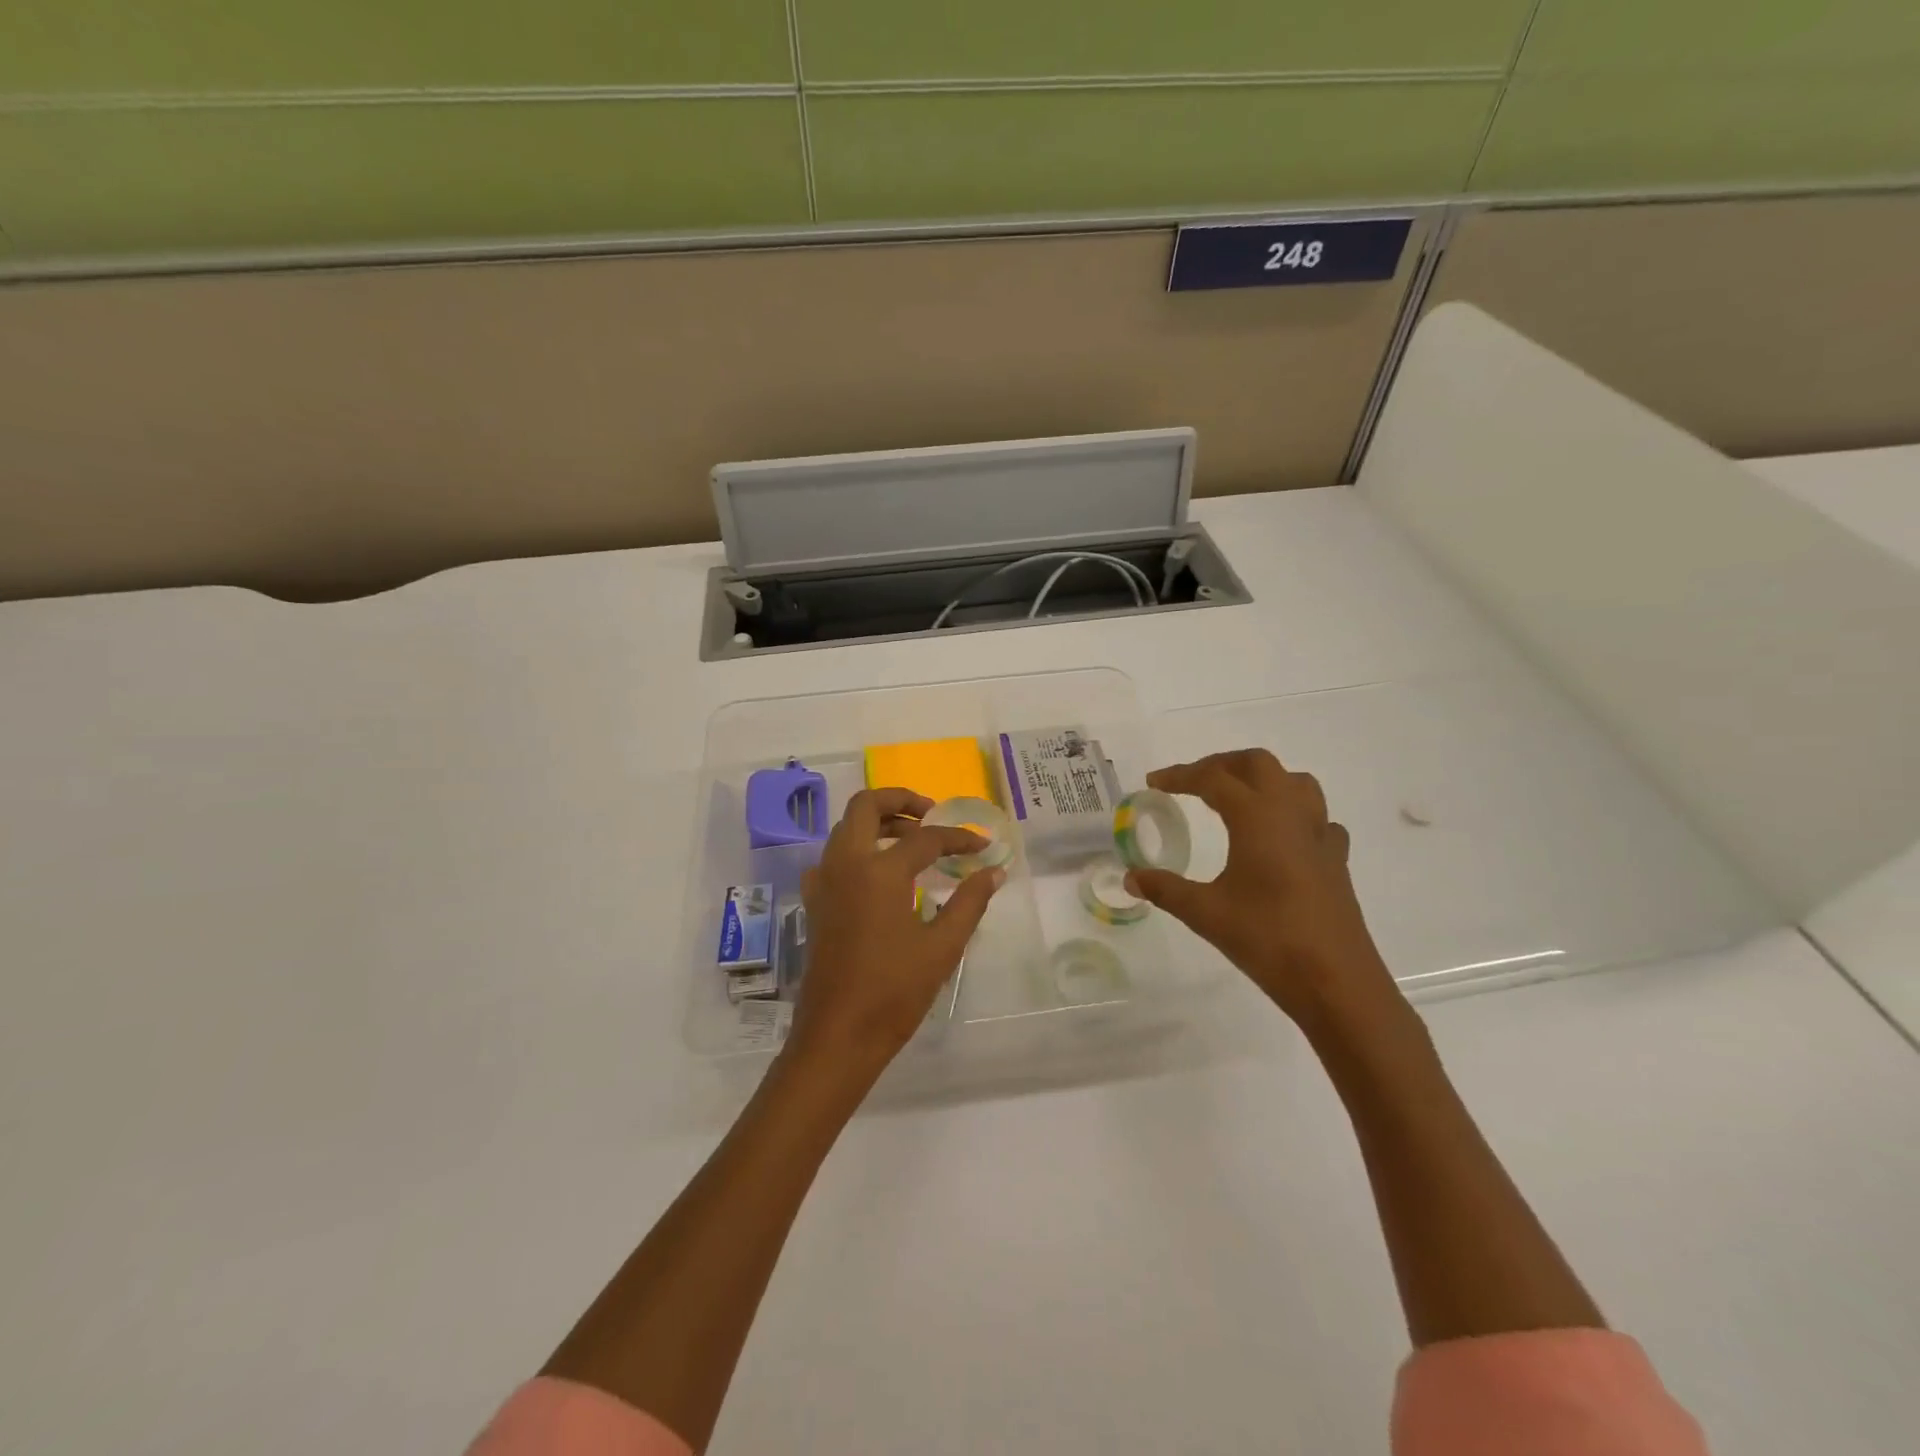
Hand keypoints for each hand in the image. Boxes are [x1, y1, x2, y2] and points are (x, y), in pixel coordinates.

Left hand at [787, 788, 1003, 1079]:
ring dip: (878, 822)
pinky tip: (881, 874)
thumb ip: (969, 902)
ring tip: (912, 839)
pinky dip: (858, 848)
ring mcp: (824, 882)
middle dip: (900, 800)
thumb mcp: (942, 947)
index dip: (958, 838)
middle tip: (931, 814)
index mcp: (878, 872)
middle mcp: (845, 864)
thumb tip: (993, 871)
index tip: (983, 846)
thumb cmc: (893, 993)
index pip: (925, 838)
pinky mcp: (815, 902)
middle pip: (865, 806)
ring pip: (846, 827)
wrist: (837, 1036)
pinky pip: (834, 856)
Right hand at [1126, 749, 1398, 1029]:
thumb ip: (1165, 889)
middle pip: (1258, 764)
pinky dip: (1294, 814)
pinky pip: (1317, 818)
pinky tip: (1280, 838)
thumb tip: (1131, 878)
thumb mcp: (1205, 913)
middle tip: (1192, 782)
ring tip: (1237, 798)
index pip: (1213, 778)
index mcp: (1257, 817)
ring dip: (1263, 779)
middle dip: (1222, 764)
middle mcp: (1291, 814)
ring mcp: (1320, 835)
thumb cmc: (1268, 940)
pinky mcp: (1336, 860)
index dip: (1180, 776)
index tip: (1153, 783)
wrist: (1336, 982)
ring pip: (1295, 782)